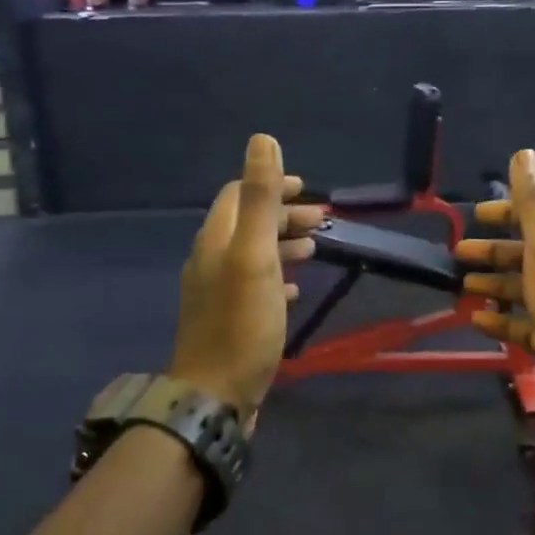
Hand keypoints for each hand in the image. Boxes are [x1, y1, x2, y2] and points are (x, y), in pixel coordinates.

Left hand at [168, 134, 322, 422]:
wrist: (215, 395)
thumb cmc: (242, 323)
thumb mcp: (254, 255)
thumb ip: (258, 198)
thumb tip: (262, 139)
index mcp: (216, 239)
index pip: (239, 194)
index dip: (272, 186)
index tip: (308, 192)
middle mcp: (211, 259)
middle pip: (247, 223)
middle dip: (284, 216)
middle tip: (323, 223)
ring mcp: (217, 291)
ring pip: (253, 254)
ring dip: (284, 244)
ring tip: (316, 250)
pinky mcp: (228, 318)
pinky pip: (254, 284)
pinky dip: (277, 276)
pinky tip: (296, 289)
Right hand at [456, 149, 534, 437]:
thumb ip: (533, 201)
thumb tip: (524, 153)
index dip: (505, 212)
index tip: (473, 215)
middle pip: (526, 254)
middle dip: (492, 251)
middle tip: (456, 253)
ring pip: (522, 290)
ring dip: (493, 285)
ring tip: (461, 287)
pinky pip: (522, 326)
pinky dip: (500, 321)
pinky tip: (476, 322)